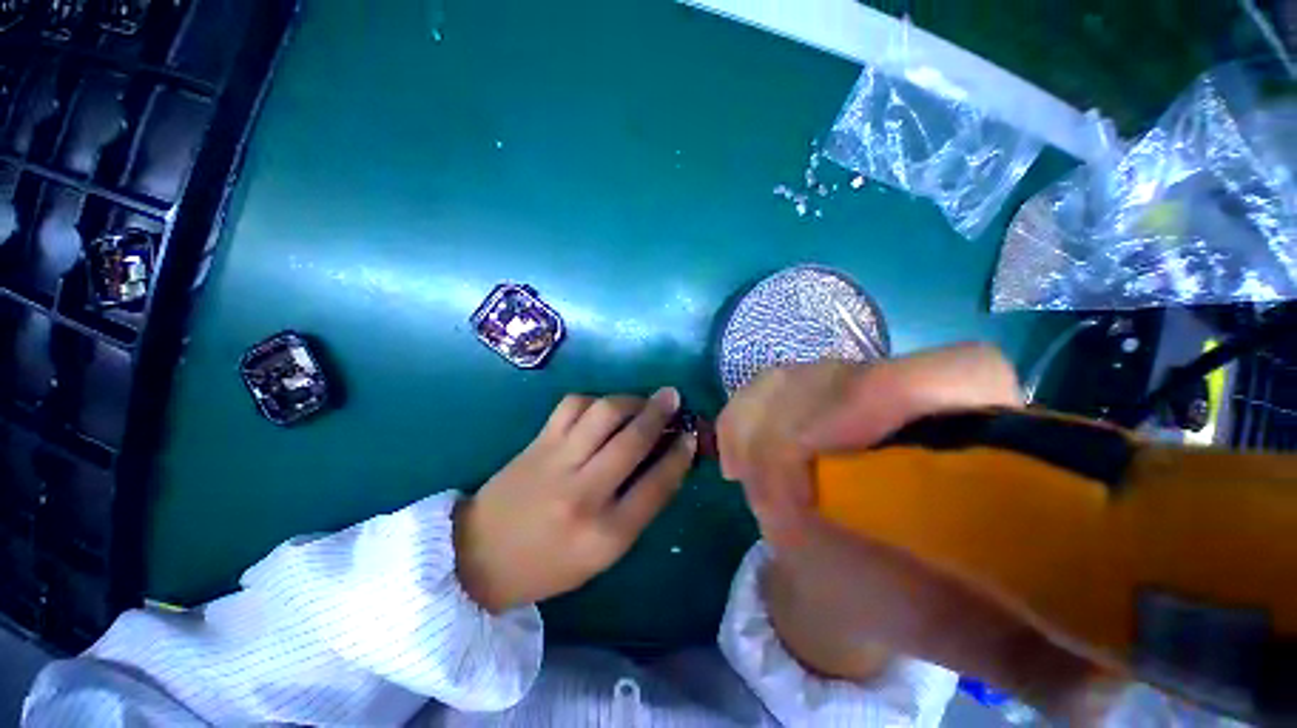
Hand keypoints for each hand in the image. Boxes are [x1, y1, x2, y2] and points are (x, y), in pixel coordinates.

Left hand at [454, 388, 695, 613]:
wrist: (479, 556)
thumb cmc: (549, 564)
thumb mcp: (603, 554)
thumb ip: (638, 508)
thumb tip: (665, 462)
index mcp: (606, 534)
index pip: (657, 485)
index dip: (680, 455)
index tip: (691, 435)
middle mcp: (584, 493)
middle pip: (632, 440)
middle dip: (660, 413)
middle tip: (673, 397)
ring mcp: (557, 462)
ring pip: (603, 413)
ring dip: (630, 400)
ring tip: (641, 400)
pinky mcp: (538, 443)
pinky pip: (572, 406)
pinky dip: (594, 400)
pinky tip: (602, 407)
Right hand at [719, 345, 1121, 719]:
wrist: (856, 568)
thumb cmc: (921, 600)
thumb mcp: (983, 638)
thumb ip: (1043, 661)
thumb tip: (1100, 690)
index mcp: (971, 435)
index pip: (958, 368)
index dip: (895, 393)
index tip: (833, 456)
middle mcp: (902, 393)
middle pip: (844, 375)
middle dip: (798, 433)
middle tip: (783, 508)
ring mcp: (839, 385)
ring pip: (788, 378)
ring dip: (763, 434)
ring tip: (763, 491)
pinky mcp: (793, 393)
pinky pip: (753, 391)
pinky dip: (738, 424)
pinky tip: (739, 466)